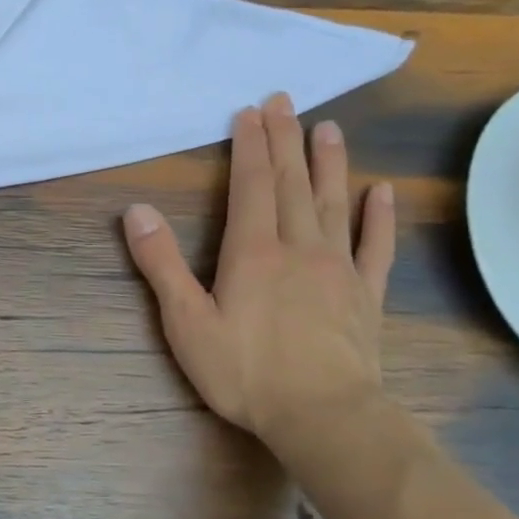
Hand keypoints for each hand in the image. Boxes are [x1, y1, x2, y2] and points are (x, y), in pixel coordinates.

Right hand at [122, 92, 394, 451]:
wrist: (323, 416)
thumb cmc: (244, 371)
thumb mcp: (185, 321)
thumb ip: (161, 264)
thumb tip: (136, 211)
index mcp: (253, 252)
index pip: (251, 186)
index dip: (249, 147)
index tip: (249, 112)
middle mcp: (298, 248)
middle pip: (292, 184)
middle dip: (285, 140)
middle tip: (285, 101)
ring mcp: (337, 270)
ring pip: (333, 204)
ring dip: (329, 164)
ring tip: (328, 128)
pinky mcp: (364, 296)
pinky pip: (374, 247)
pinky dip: (378, 217)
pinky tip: (381, 192)